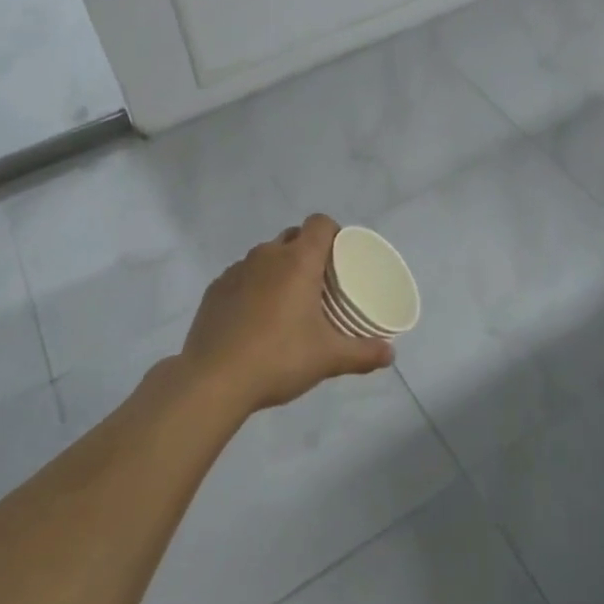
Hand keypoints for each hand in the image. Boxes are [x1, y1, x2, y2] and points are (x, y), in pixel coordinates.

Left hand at [180, 213, 394, 413]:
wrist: (213, 380)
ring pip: (265, 257)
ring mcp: (236, 270)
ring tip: (287, 303)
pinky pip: (242, 276)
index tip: (341, 257)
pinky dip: (253, 287)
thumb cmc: (279, 358)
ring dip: (279, 270)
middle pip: (293, 237)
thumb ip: (363, 353)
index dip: (334, 233)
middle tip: (320, 284)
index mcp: (298, 260)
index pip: (320, 223)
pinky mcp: (215, 289)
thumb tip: (391, 353)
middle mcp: (267, 255)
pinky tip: (256, 319)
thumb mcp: (328, 358)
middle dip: (308, 252)